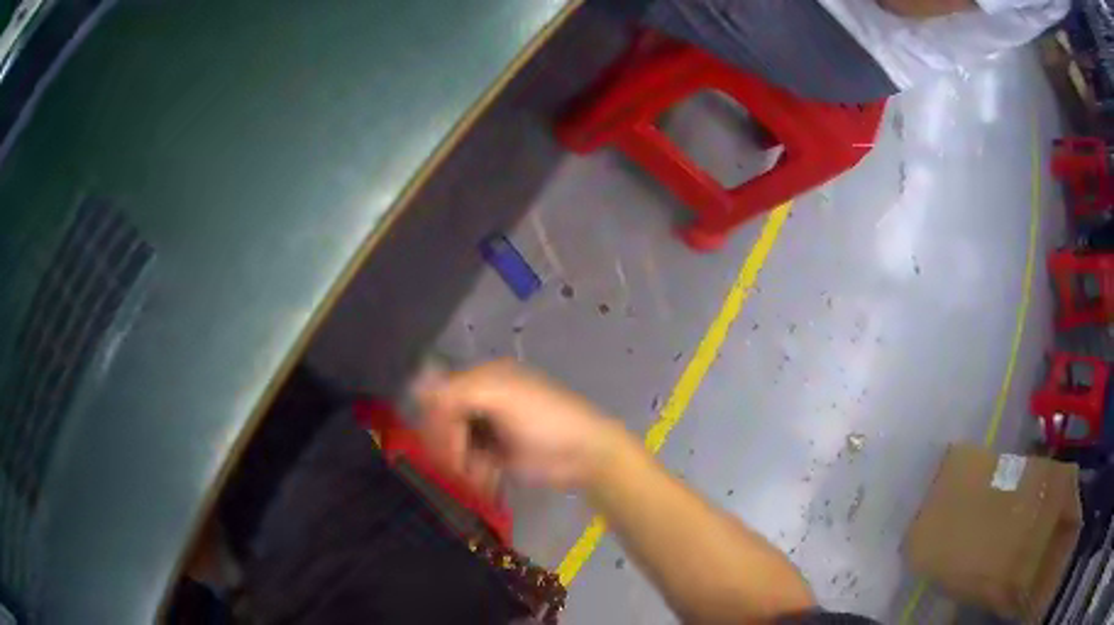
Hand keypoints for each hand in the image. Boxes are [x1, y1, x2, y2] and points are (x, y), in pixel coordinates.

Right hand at [415, 360, 622, 490]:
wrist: (585, 454)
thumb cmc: (545, 419)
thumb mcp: (502, 397)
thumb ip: (457, 391)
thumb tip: (417, 390)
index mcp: (485, 378)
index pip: (441, 396)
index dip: (436, 422)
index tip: (441, 448)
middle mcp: (483, 399)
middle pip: (444, 423)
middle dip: (449, 447)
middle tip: (459, 467)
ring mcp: (490, 428)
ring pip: (454, 446)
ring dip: (463, 463)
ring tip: (481, 475)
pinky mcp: (496, 454)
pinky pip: (470, 463)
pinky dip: (475, 473)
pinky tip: (489, 480)